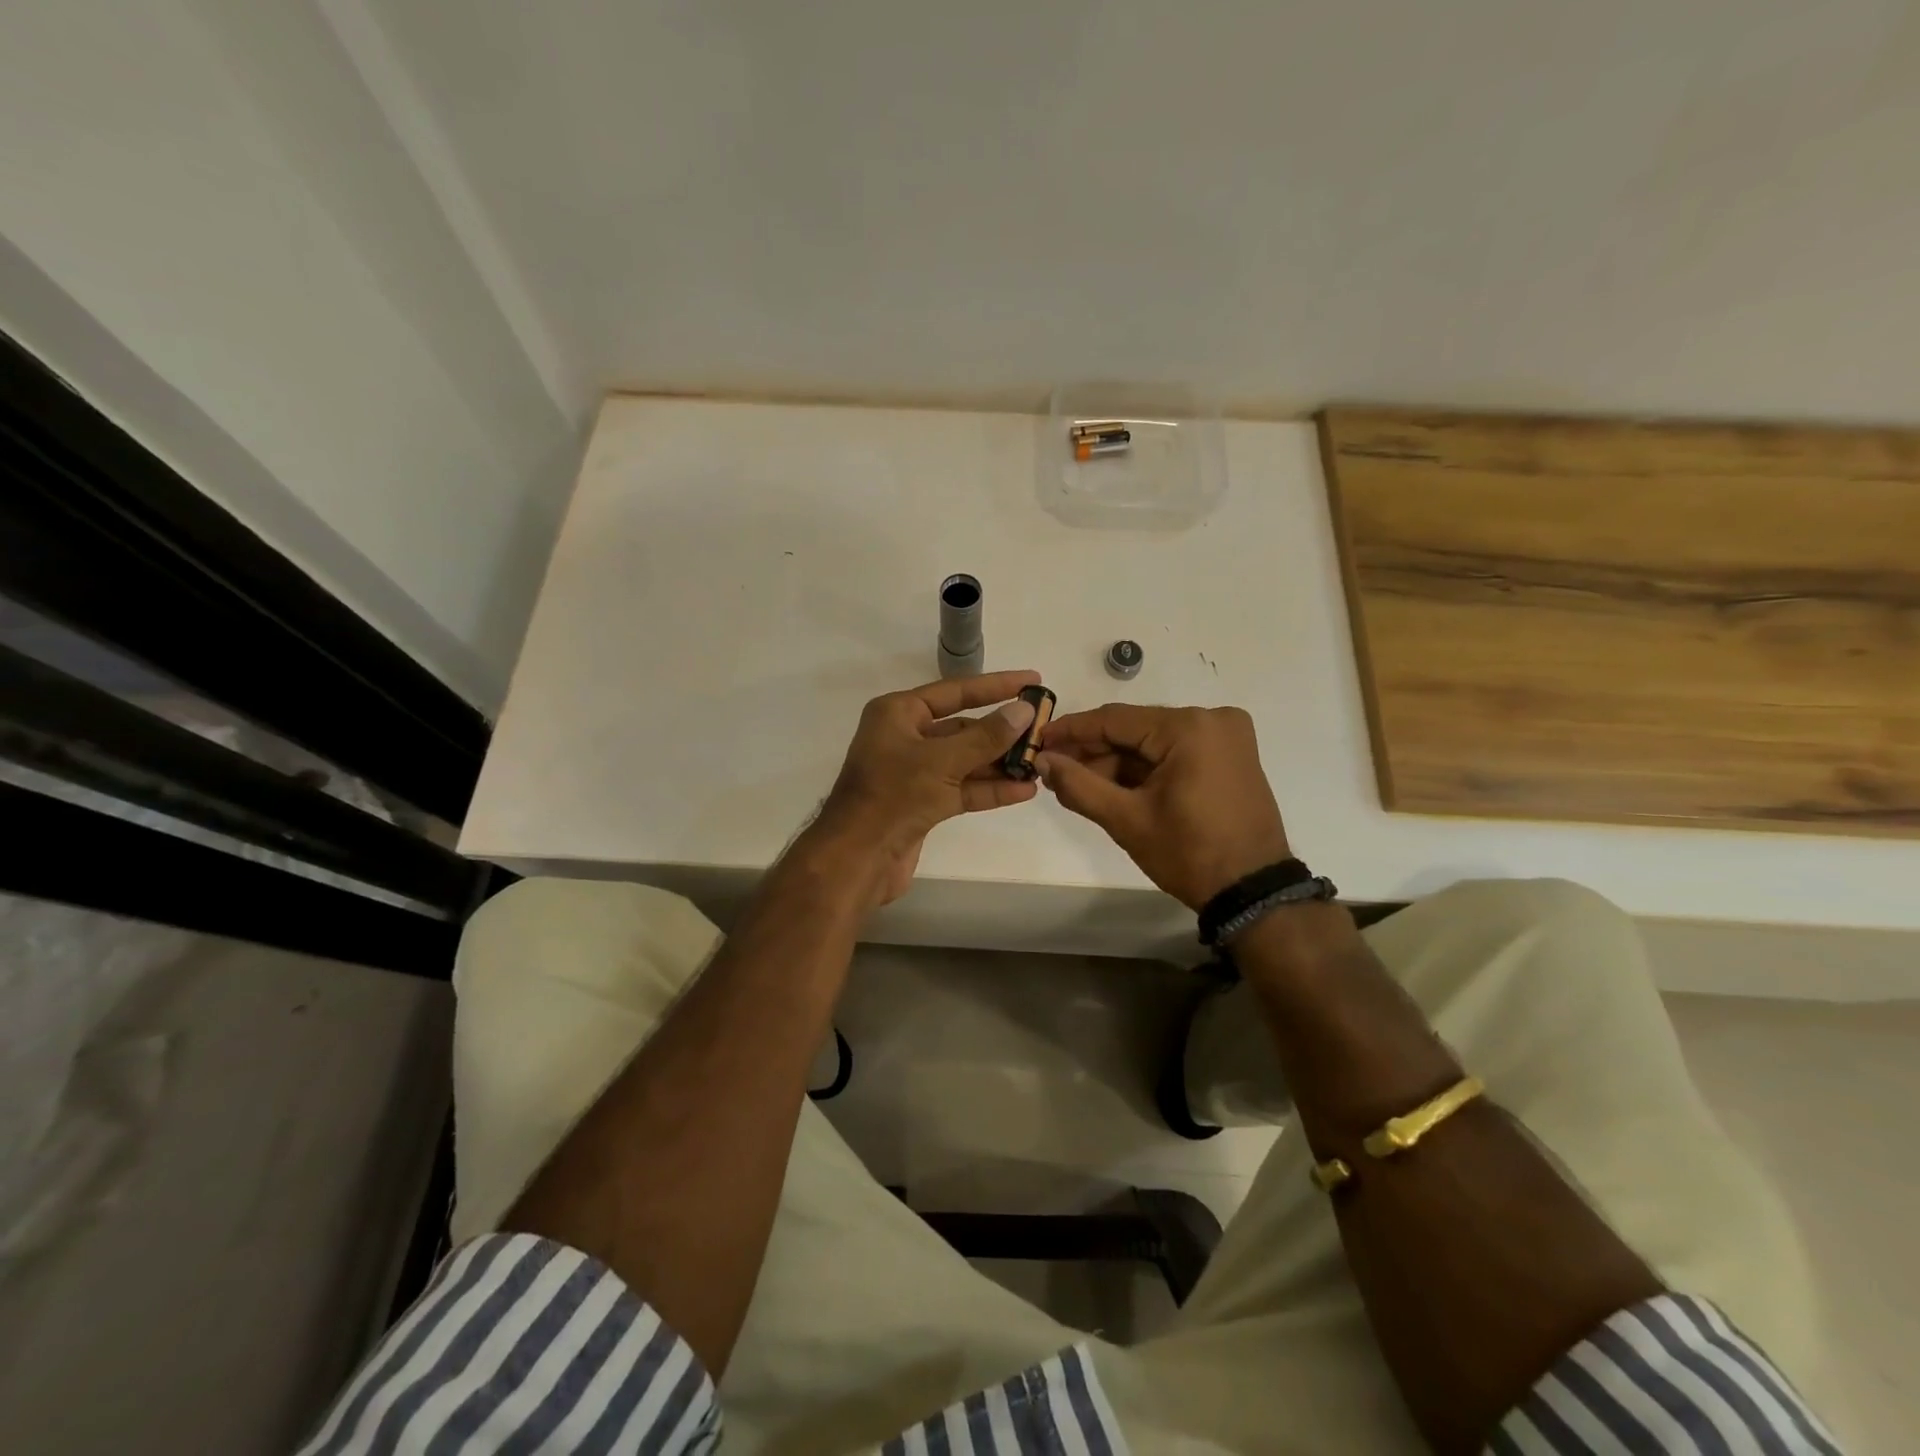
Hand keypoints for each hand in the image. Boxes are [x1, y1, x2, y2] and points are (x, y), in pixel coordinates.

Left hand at [806, 670, 1042, 905]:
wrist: (857, 859)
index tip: (1032, 680)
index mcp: (898, 713)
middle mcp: (905, 737)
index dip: (996, 685)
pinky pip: (962, 788)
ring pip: (965, 760)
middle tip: (1043, 730)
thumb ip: (986, 736)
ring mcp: (914, 773)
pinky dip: (989, 789)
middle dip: (1002, 731)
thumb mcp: (942, 761)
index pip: (955, 691)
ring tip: (1040, 762)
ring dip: (1000, 763)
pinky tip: (1024, 790)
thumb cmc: (892, 797)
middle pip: (963, 727)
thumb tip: (1024, 709)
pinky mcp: (923, 804)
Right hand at [1036, 704, 1290, 909]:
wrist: (1252, 891)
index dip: (1072, 730)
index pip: (1115, 719)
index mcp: (1189, 727)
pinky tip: (1113, 786)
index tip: (1038, 740)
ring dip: (1117, 761)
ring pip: (1153, 741)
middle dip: (1094, 751)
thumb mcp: (1126, 819)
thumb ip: (1078, 785)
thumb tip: (1042, 761)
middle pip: (1135, 729)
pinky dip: (1145, 768)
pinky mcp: (1231, 755)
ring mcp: (1226, 736)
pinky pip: (1175, 751)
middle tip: (1054, 769)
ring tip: (1077, 783)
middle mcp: (1212, 719)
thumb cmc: (1189, 853)